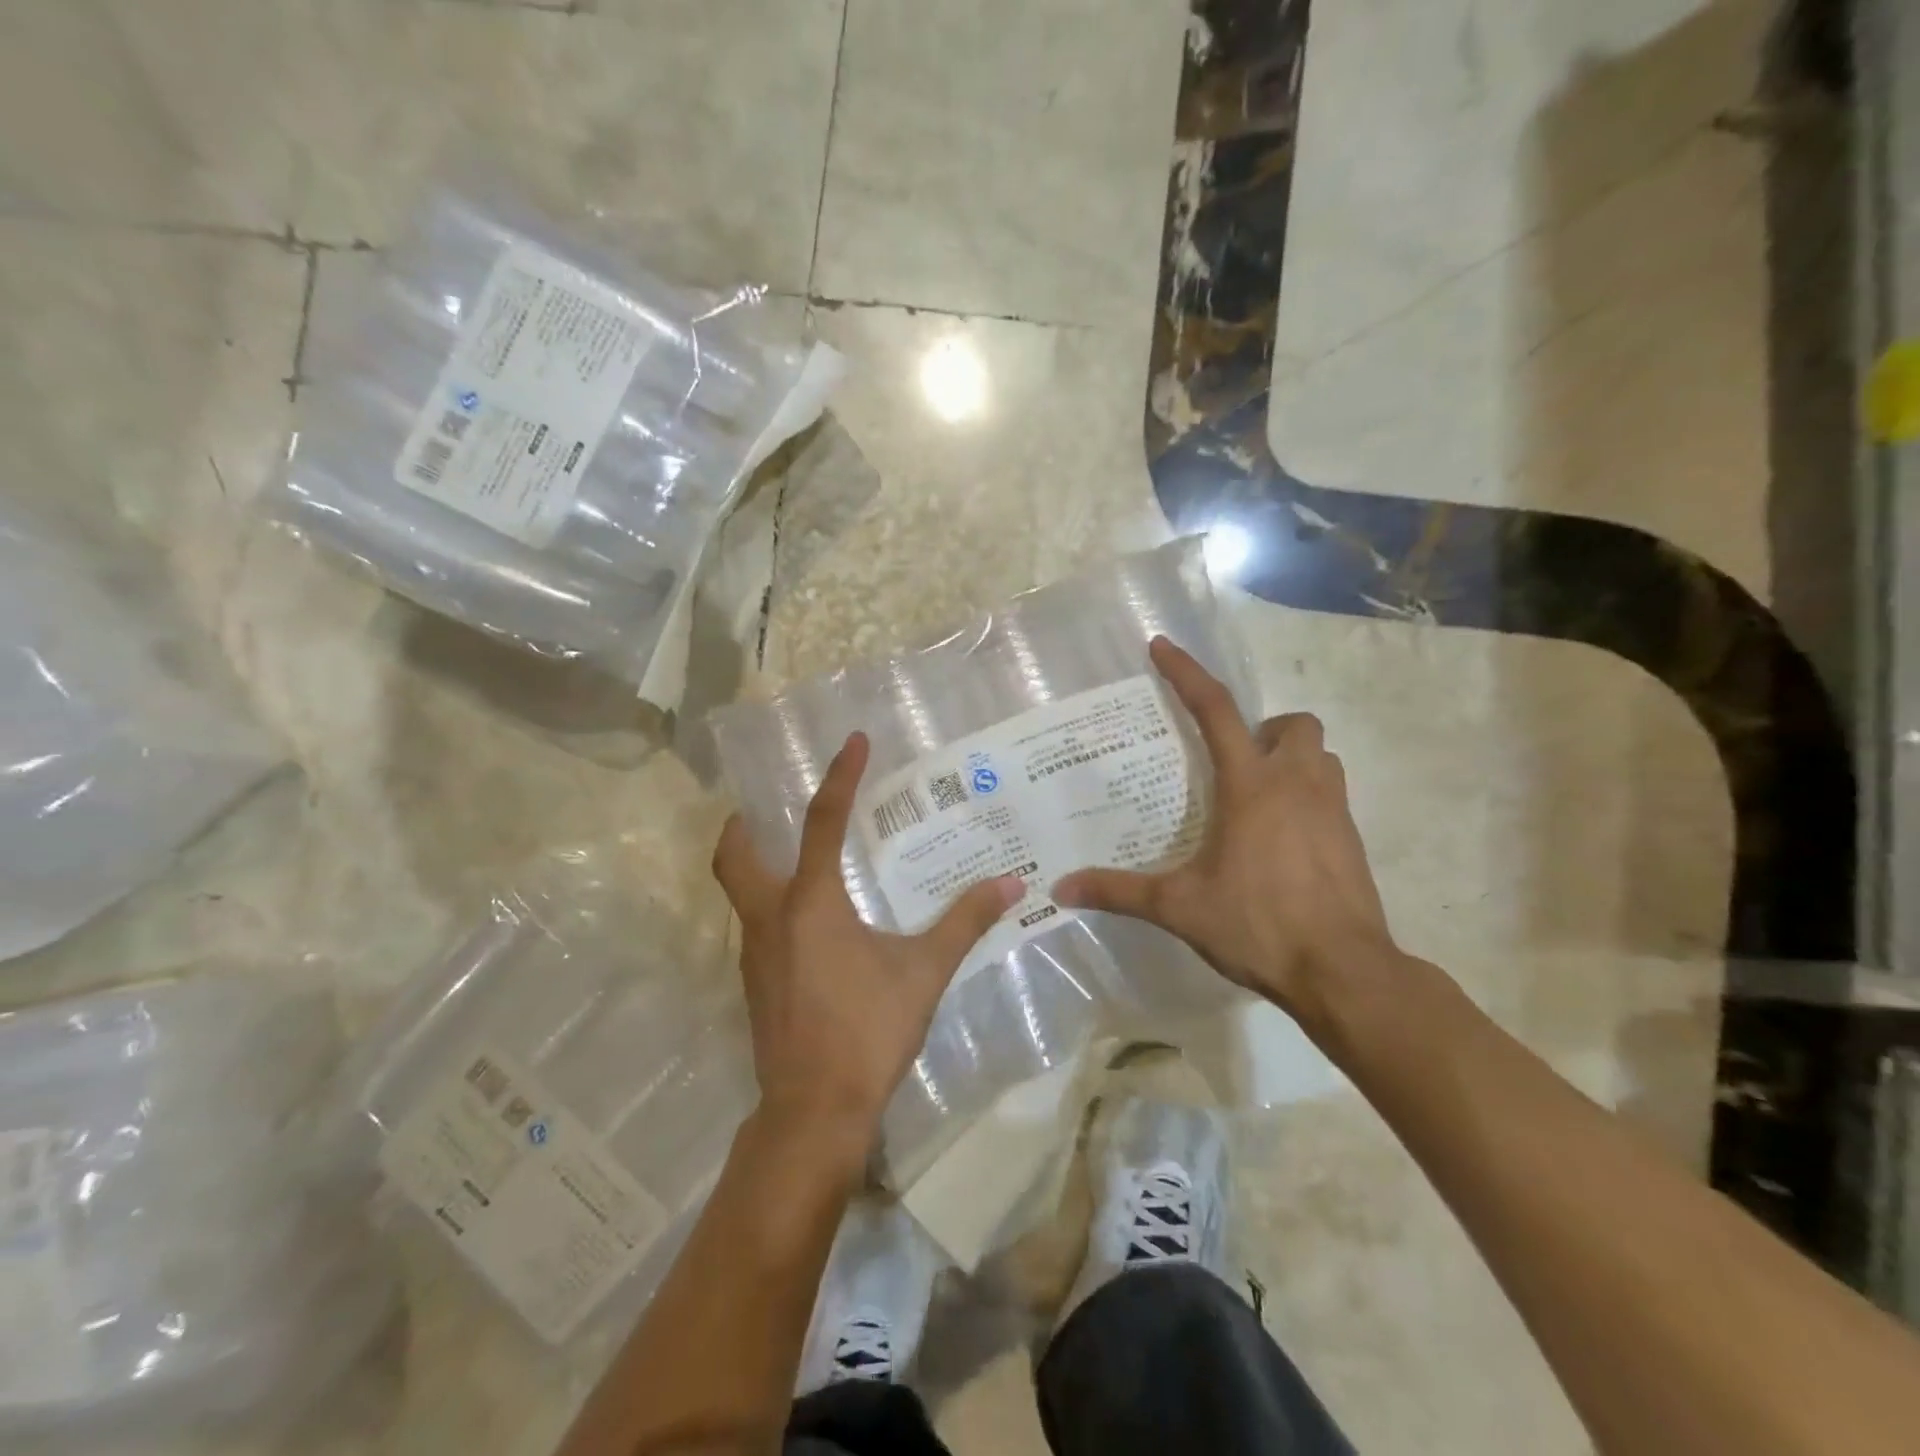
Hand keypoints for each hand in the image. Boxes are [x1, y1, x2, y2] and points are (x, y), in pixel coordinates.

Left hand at [713, 731, 1023, 1157]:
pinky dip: (770, 907)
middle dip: (743, 826)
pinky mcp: (755, 983)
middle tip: (766, 808)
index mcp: (810, 902)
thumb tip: (1013, 885)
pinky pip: (754, 927)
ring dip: (756, 866)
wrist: (814, 1110)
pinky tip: (808, 925)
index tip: (854, 741)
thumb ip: (965, 922)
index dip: (841, 776)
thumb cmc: (868, 1030)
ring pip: (739, 893)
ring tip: (794, 859)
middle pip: (734, 856)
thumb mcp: (924, 971)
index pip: (823, 822)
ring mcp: (754, 954)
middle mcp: (771, 918)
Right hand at [1053, 637, 1395, 1023]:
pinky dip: (1306, 794)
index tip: (1162, 647)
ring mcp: (1333, 808)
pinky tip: (1279, 838)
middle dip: (1262, 730)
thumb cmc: (1259, 925)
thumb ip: (1119, 893)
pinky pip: (1331, 791)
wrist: (1345, 972)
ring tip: (1255, 796)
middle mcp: (1297, 783)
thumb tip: (1061, 890)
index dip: (1186, 674)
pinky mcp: (1352, 837)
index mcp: (1250, 786)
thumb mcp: (1180, 907)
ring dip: (1290, 758)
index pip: (1215, 711)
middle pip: (1291, 723)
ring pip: (1320, 754)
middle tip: (1231, 765)